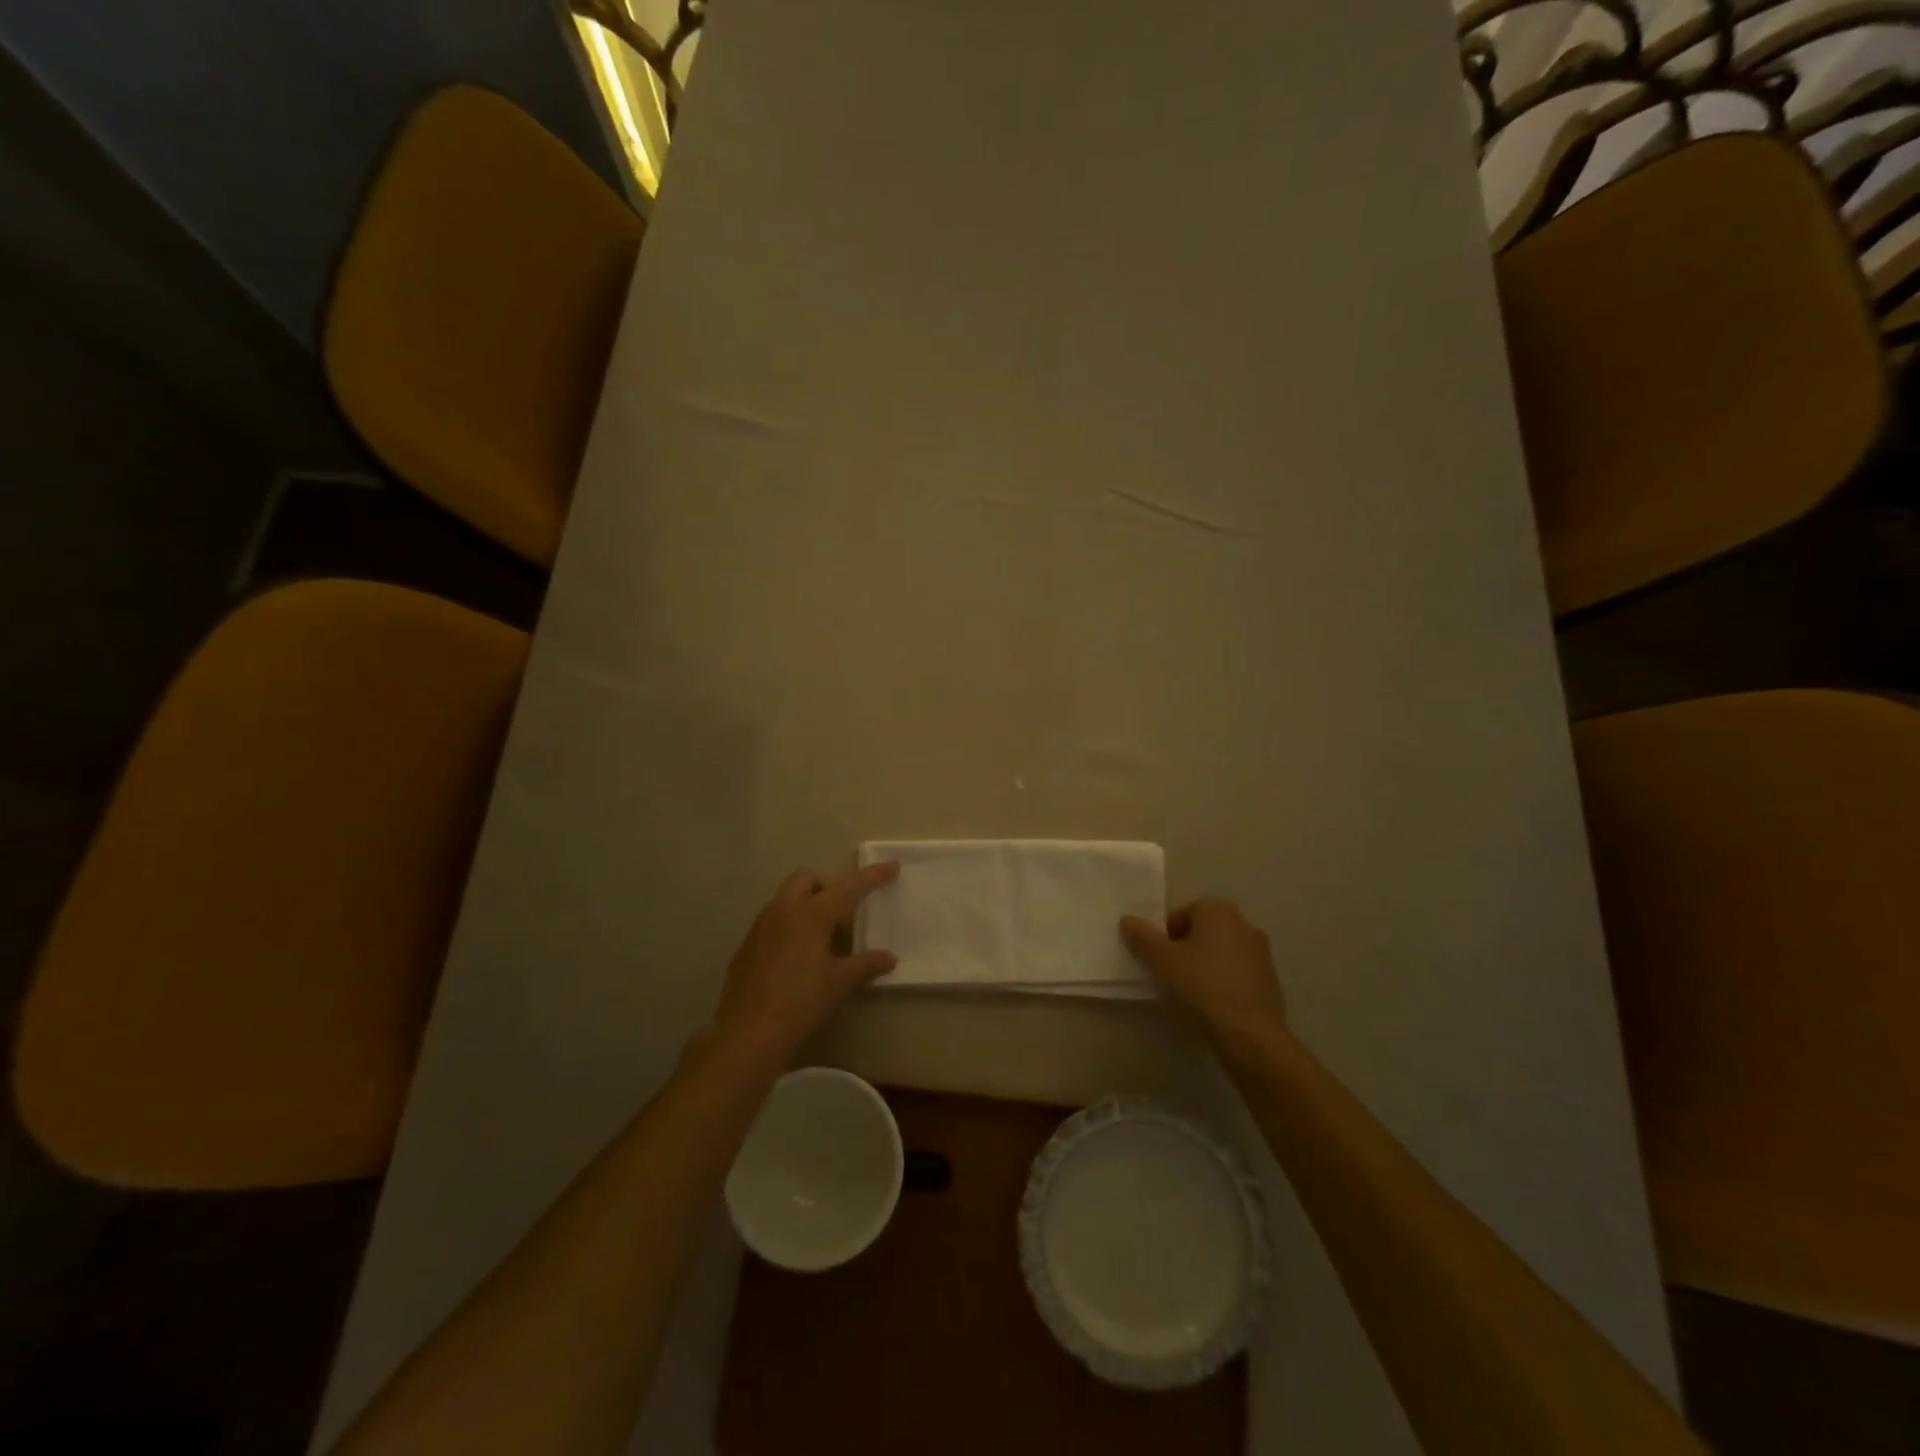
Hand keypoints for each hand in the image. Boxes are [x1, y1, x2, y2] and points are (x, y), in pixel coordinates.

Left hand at [711, 862, 900, 1056]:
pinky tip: (796, 959)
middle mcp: (784, 910)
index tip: (892, 866)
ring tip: (821, 940)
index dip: (873, 876)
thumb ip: (865, 965)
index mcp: (812, 913)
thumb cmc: (800, 1001)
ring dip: (806, 905)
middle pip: (807, 878)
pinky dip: (789, 926)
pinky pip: (772, 921)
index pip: (850, 887)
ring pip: (786, 898)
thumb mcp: (839, 983)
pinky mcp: (746, 945)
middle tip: (842, 915)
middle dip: (827, 886)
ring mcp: (760, 926)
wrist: (748, 1033)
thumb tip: (889, 958)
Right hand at [1120, 898, 1287, 1040]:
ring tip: (1189, 991)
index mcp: (1220, 911)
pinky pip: (1238, 974)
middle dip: (1186, 947)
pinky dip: (1224, 982)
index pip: (1185, 911)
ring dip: (1205, 965)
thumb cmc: (1202, 985)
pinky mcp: (1271, 981)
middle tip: (1170, 971)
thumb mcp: (1162, 960)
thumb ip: (1142, 937)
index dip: (1166, 932)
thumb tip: (1127, 920)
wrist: (1250, 1033)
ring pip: (1222, 952)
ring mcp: (1262, 953)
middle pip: (1205, 930)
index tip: (1159, 956)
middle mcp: (1245, 924)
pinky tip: (1212, 1005)